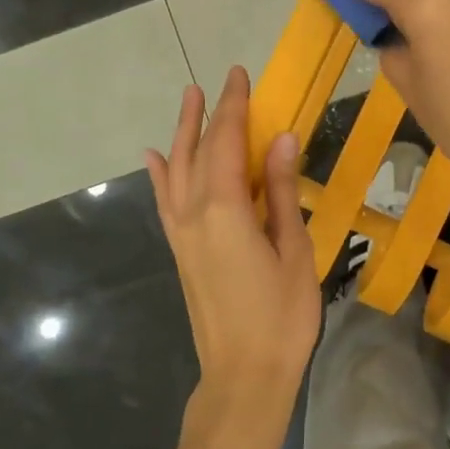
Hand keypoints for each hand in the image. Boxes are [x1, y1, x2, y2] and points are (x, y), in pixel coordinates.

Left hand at [147, 66, 319, 425]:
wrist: (243, 374)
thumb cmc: (282, 316)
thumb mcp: (294, 250)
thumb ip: (284, 192)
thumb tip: (282, 138)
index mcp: (226, 209)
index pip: (227, 142)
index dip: (233, 106)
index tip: (239, 74)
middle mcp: (194, 213)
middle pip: (199, 150)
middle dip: (210, 113)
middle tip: (220, 81)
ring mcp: (182, 233)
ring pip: (176, 170)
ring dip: (182, 133)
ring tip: (187, 100)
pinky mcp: (180, 251)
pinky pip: (165, 201)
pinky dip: (159, 174)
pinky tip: (154, 157)